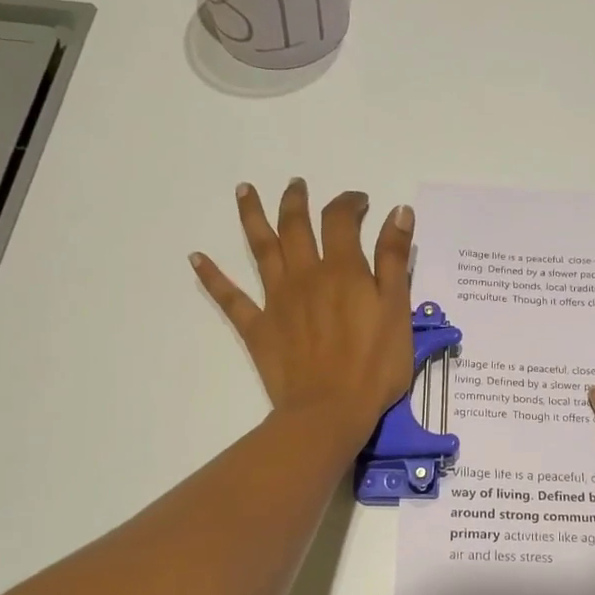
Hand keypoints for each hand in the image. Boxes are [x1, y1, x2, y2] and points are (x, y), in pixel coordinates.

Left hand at [192, 180, 415, 442]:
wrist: (330, 410)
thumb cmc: (374, 365)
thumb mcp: (398, 310)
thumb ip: (395, 260)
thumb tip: (397, 211)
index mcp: (342, 269)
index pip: (341, 220)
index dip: (349, 203)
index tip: (360, 201)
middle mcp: (305, 275)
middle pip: (295, 226)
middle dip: (296, 201)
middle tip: (296, 184)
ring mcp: (277, 300)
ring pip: (261, 248)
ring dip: (253, 216)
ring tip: (245, 190)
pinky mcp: (258, 327)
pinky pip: (230, 297)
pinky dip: (212, 276)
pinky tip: (196, 258)